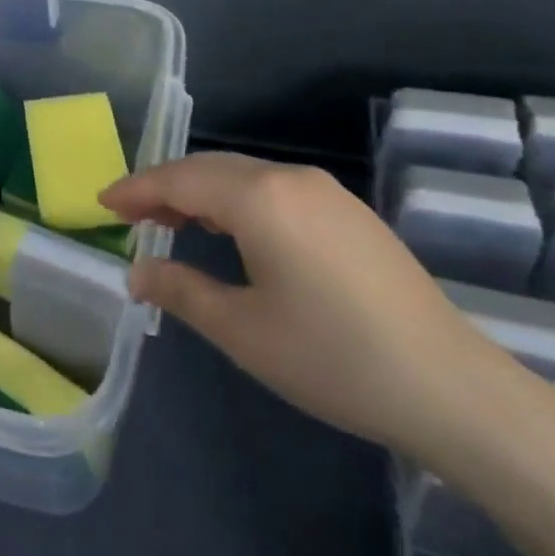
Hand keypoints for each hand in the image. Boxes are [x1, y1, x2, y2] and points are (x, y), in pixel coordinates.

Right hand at [100, 153, 523, 459]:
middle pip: (209, 168)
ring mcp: (325, 191)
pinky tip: (230, 229)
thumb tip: (137, 272)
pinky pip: (273, 188)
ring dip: (200, 191)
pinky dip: (236, 199)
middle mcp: (290, 177)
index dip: (136, 189)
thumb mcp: (243, 331)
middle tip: (128, 214)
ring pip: (242, 174)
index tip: (102, 203)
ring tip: (170, 221)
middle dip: (163, 186)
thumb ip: (181, 291)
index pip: (179, 179)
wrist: (452, 387)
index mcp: (259, 197)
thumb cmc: (333, 357)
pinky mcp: (349, 211)